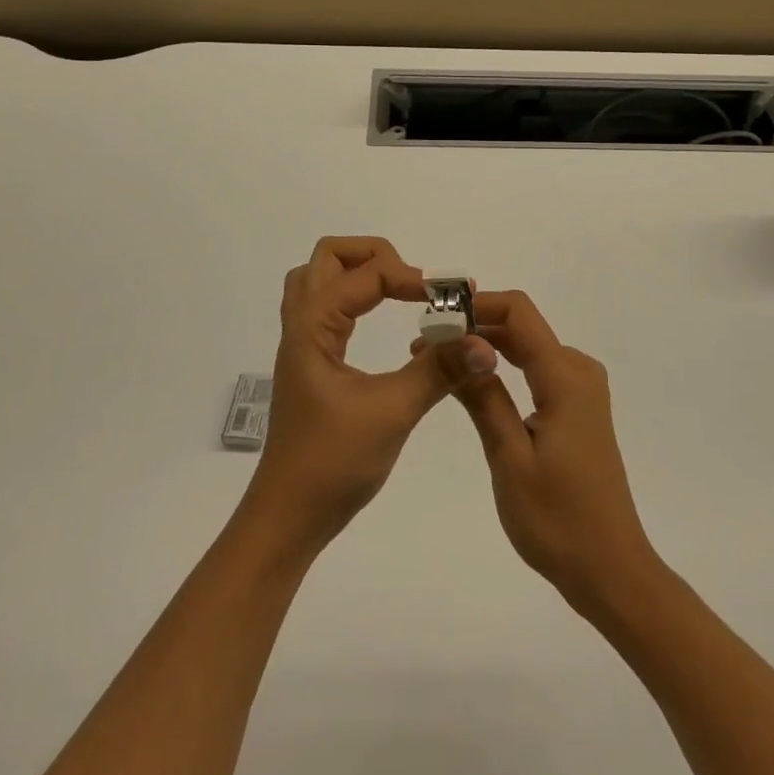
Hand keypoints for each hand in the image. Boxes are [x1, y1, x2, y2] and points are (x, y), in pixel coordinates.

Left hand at [242, 237, 463, 552]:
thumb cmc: (332, 463)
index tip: (452, 298)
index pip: (365, 274)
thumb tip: (485, 343)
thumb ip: (438, 370)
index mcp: (313, 327)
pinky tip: (378, 322)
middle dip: (375, 256)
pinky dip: (353, 299)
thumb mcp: (392, 412)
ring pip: (320, 280)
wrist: (288, 518)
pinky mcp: (310, 364)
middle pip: (328, 257)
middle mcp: (302, 326)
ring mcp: (302, 344)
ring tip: (398, 293)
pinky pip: (325, 308)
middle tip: (413, 284)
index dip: (411, 277)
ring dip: (359, 273)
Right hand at [426, 291, 661, 618]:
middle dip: (473, 326)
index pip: (518, 311)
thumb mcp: (509, 457)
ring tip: (439, 361)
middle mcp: (579, 371)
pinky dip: (504, 367)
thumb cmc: (557, 520)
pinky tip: (474, 381)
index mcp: (566, 377)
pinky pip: (537, 369)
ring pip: (528, 346)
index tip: (436, 319)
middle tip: (424, 344)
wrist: (611, 571)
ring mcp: (582, 390)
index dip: (476, 305)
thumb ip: (483, 396)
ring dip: (485, 346)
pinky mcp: (578, 408)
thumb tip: (455, 342)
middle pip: (522, 326)